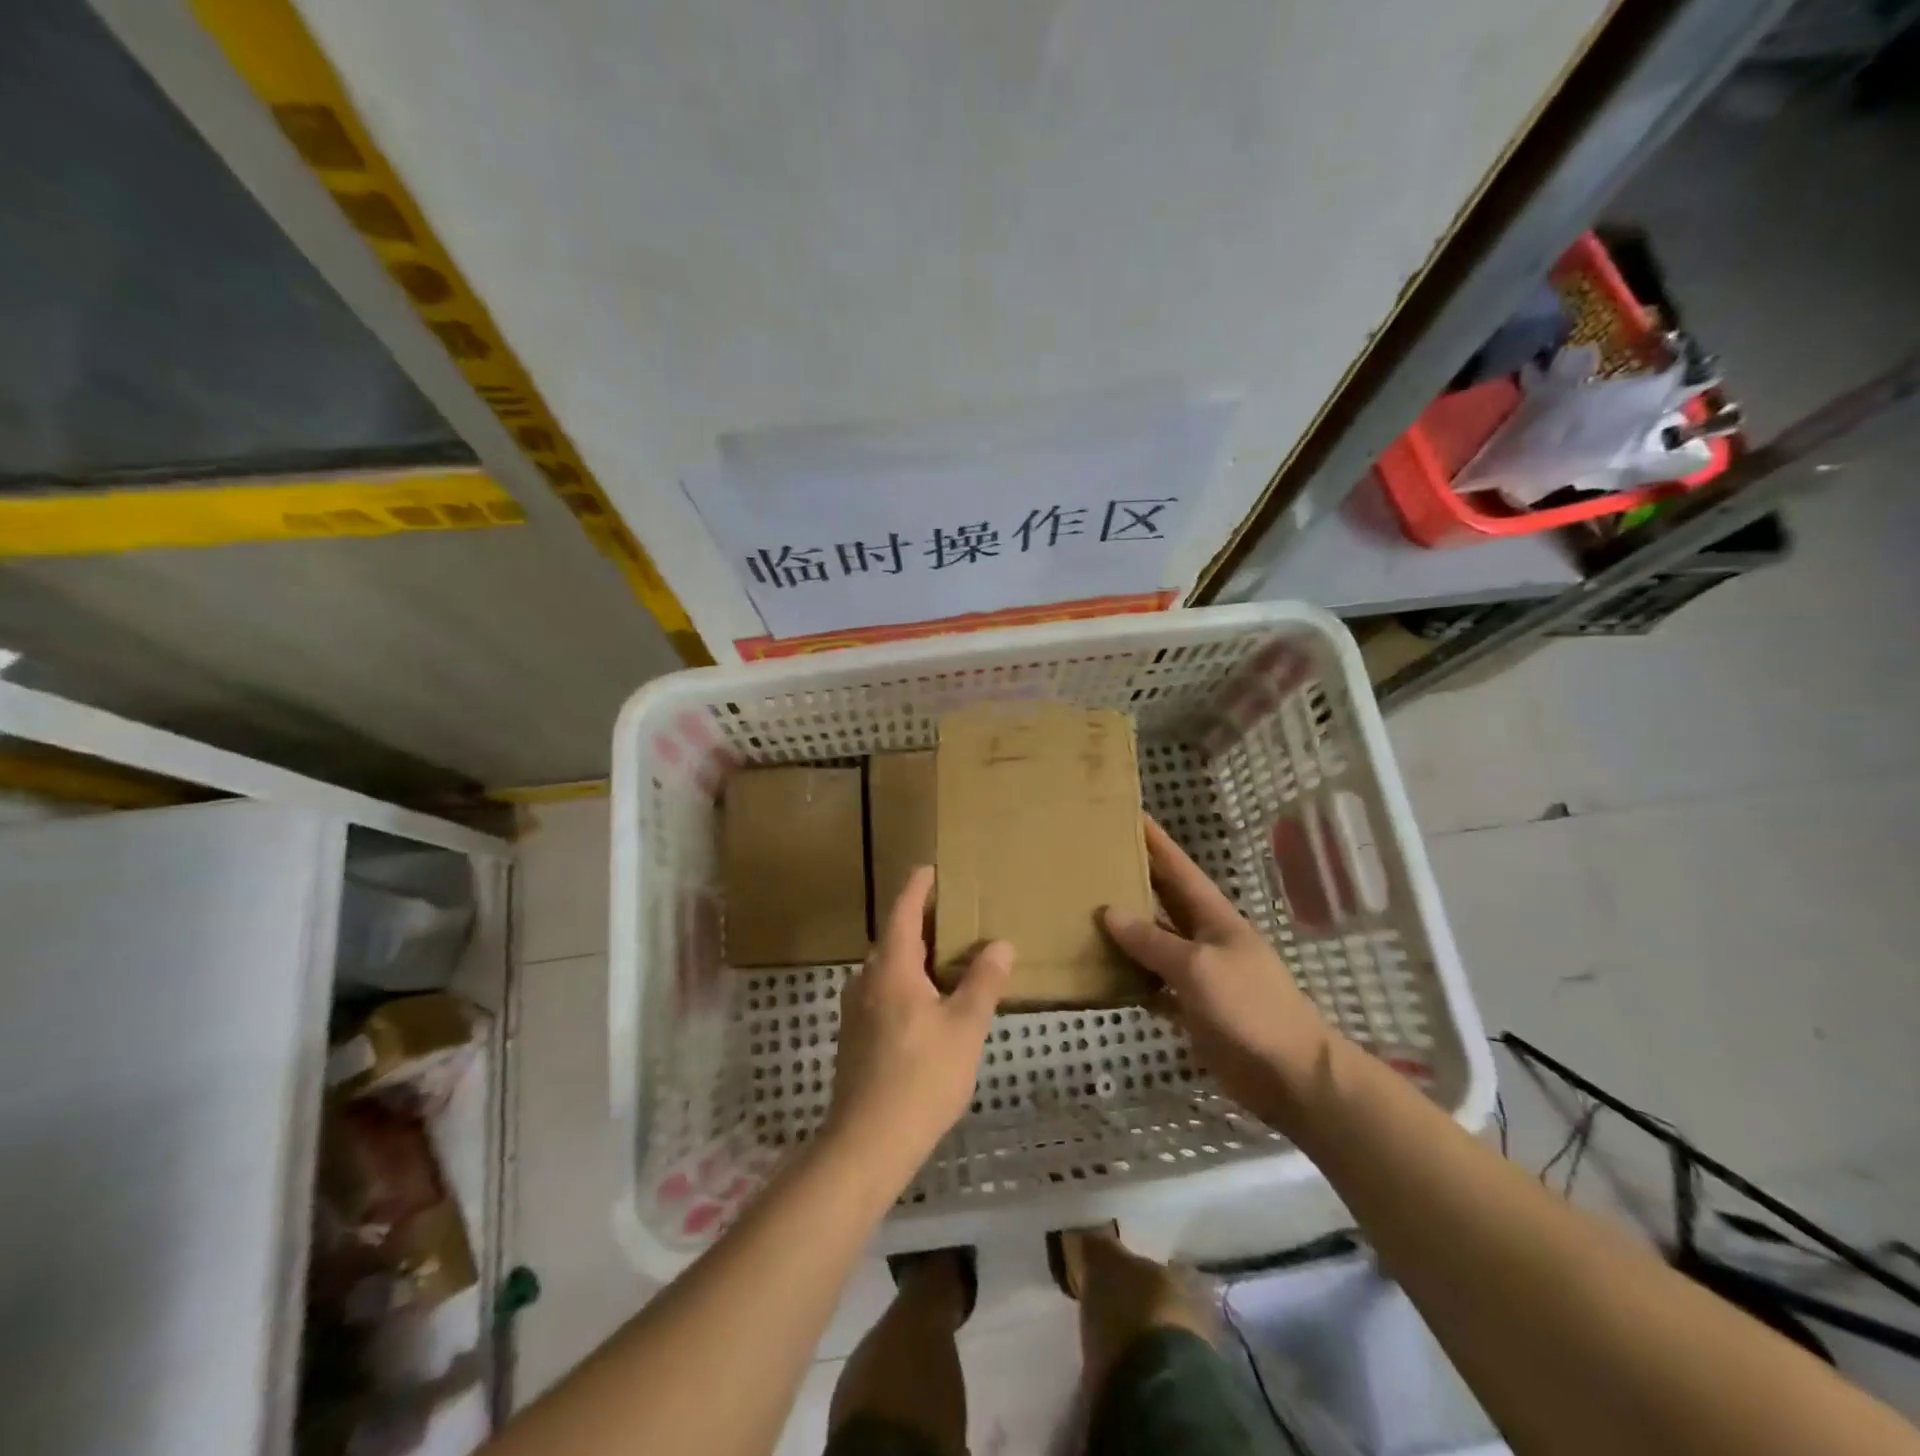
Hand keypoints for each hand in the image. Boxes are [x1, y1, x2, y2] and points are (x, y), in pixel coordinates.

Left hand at [823, 866, 1012, 1189]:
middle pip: (894, 936)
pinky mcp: (855, 1035)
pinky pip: (884, 990)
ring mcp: (856, 1008)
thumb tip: (1001, 943)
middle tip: (957, 915)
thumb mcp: (965, 1028)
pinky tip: (930, 1003)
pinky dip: (907, 981)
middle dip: (922, 921)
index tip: (934, 869)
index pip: (902, 909)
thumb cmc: (921, 1078)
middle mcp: (867, 979)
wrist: (866, 1143)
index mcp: (891, 967)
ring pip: (888, 966)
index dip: (918, 886)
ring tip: (949, 958)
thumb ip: (983, 982)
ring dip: (915, 954)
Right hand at [1102, 817, 1334, 1127]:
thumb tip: (1109, 912)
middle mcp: (1203, 938)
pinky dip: (1130, 979)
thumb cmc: (1249, 1007)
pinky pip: (1153, 985)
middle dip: (1133, 879)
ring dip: (1124, 931)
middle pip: (1162, 901)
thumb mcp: (1198, 966)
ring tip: (1083, 912)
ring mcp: (1198, 974)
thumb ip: (1152, 940)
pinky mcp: (1191, 1008)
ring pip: (1153, 943)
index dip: (1156, 841)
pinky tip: (1101, 974)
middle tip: (1092, 860)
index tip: (1129, 813)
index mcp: (1213, 917)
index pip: (1178, 868)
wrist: (1290, 1076)